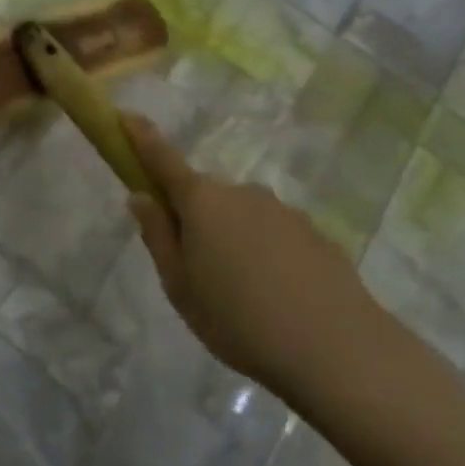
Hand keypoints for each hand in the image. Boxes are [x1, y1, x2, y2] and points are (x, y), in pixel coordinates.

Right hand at [123, 114, 386, 407]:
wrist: (339, 350)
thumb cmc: (239, 320)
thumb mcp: (180, 287)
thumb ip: (158, 237)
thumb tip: (140, 196)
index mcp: (202, 202)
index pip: (162, 158)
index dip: (141, 137)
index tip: (125, 115)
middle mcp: (242, 193)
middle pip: (205, 197)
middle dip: (195, 222)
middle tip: (198, 274)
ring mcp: (283, 211)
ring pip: (242, 218)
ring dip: (234, 242)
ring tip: (245, 299)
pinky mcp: (316, 234)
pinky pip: (275, 237)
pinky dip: (268, 257)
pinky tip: (279, 299)